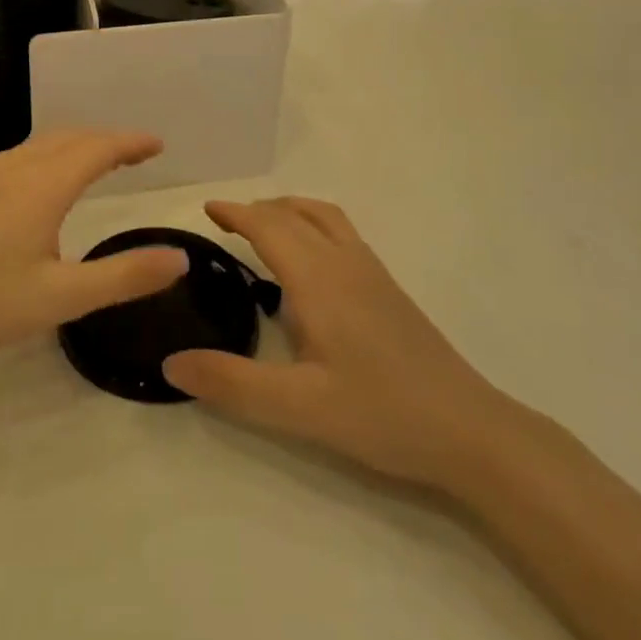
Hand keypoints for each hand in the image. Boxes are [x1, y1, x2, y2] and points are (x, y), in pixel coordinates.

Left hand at [0, 130, 188, 371]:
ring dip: (77, 145)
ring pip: (41, 145)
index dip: (131, 143)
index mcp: (43, 186)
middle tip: (137, 153)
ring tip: (98, 162)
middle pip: (70, 138)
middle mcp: (15, 170)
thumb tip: (179, 257)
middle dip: (107, 140)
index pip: (98, 149)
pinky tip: (44, 185)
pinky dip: (50, 156)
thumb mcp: (63, 298)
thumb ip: (124, 276)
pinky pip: (21, 157)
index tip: (157, 145)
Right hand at [162, 198, 521, 491]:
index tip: (207, 210)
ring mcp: (373, 273)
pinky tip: (310, 266)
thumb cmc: (381, 413)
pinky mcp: (389, 290)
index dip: (236, 213)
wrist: (469, 430)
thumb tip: (171, 362)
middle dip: (258, 210)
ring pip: (325, 218)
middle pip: (296, 214)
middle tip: (224, 223)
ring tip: (264, 230)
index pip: (269, 226)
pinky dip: (313, 226)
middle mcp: (346, 263)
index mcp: (319, 279)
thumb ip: (232, 383)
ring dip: (289, 212)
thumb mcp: (298, 407)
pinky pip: (342, 234)